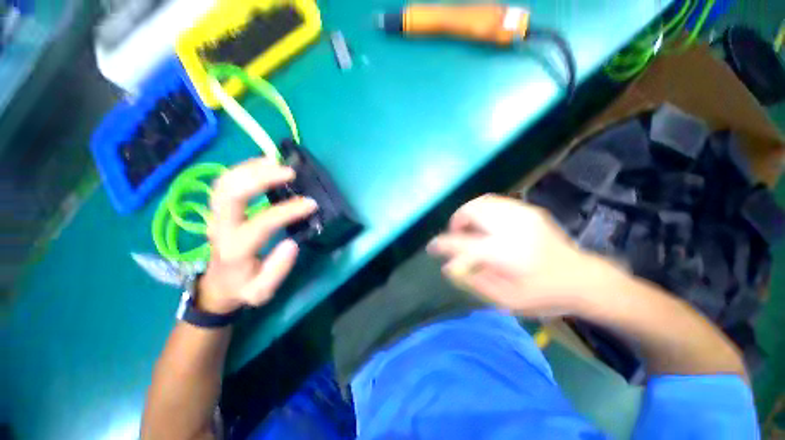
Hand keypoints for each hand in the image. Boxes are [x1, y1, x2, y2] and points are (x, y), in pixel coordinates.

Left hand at [197, 158, 317, 313]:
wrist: (217, 285)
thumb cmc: (242, 287)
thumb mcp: (262, 291)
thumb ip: (278, 269)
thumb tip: (292, 243)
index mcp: (235, 248)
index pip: (262, 223)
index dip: (288, 211)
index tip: (311, 204)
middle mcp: (220, 227)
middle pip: (230, 192)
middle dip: (260, 177)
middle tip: (289, 172)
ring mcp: (215, 215)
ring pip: (224, 182)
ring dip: (250, 168)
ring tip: (277, 162)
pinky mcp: (218, 209)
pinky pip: (225, 181)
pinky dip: (243, 168)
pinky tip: (263, 163)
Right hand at [427, 195, 620, 316]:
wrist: (583, 279)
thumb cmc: (543, 295)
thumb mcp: (506, 300)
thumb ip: (474, 281)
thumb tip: (448, 267)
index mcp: (505, 253)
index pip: (462, 244)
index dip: (443, 244)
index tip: (432, 247)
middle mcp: (511, 228)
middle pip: (471, 211)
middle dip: (457, 221)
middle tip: (457, 235)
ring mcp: (522, 214)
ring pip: (482, 202)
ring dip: (469, 214)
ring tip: (470, 229)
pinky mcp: (529, 210)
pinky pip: (495, 202)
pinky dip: (483, 210)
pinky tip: (487, 224)